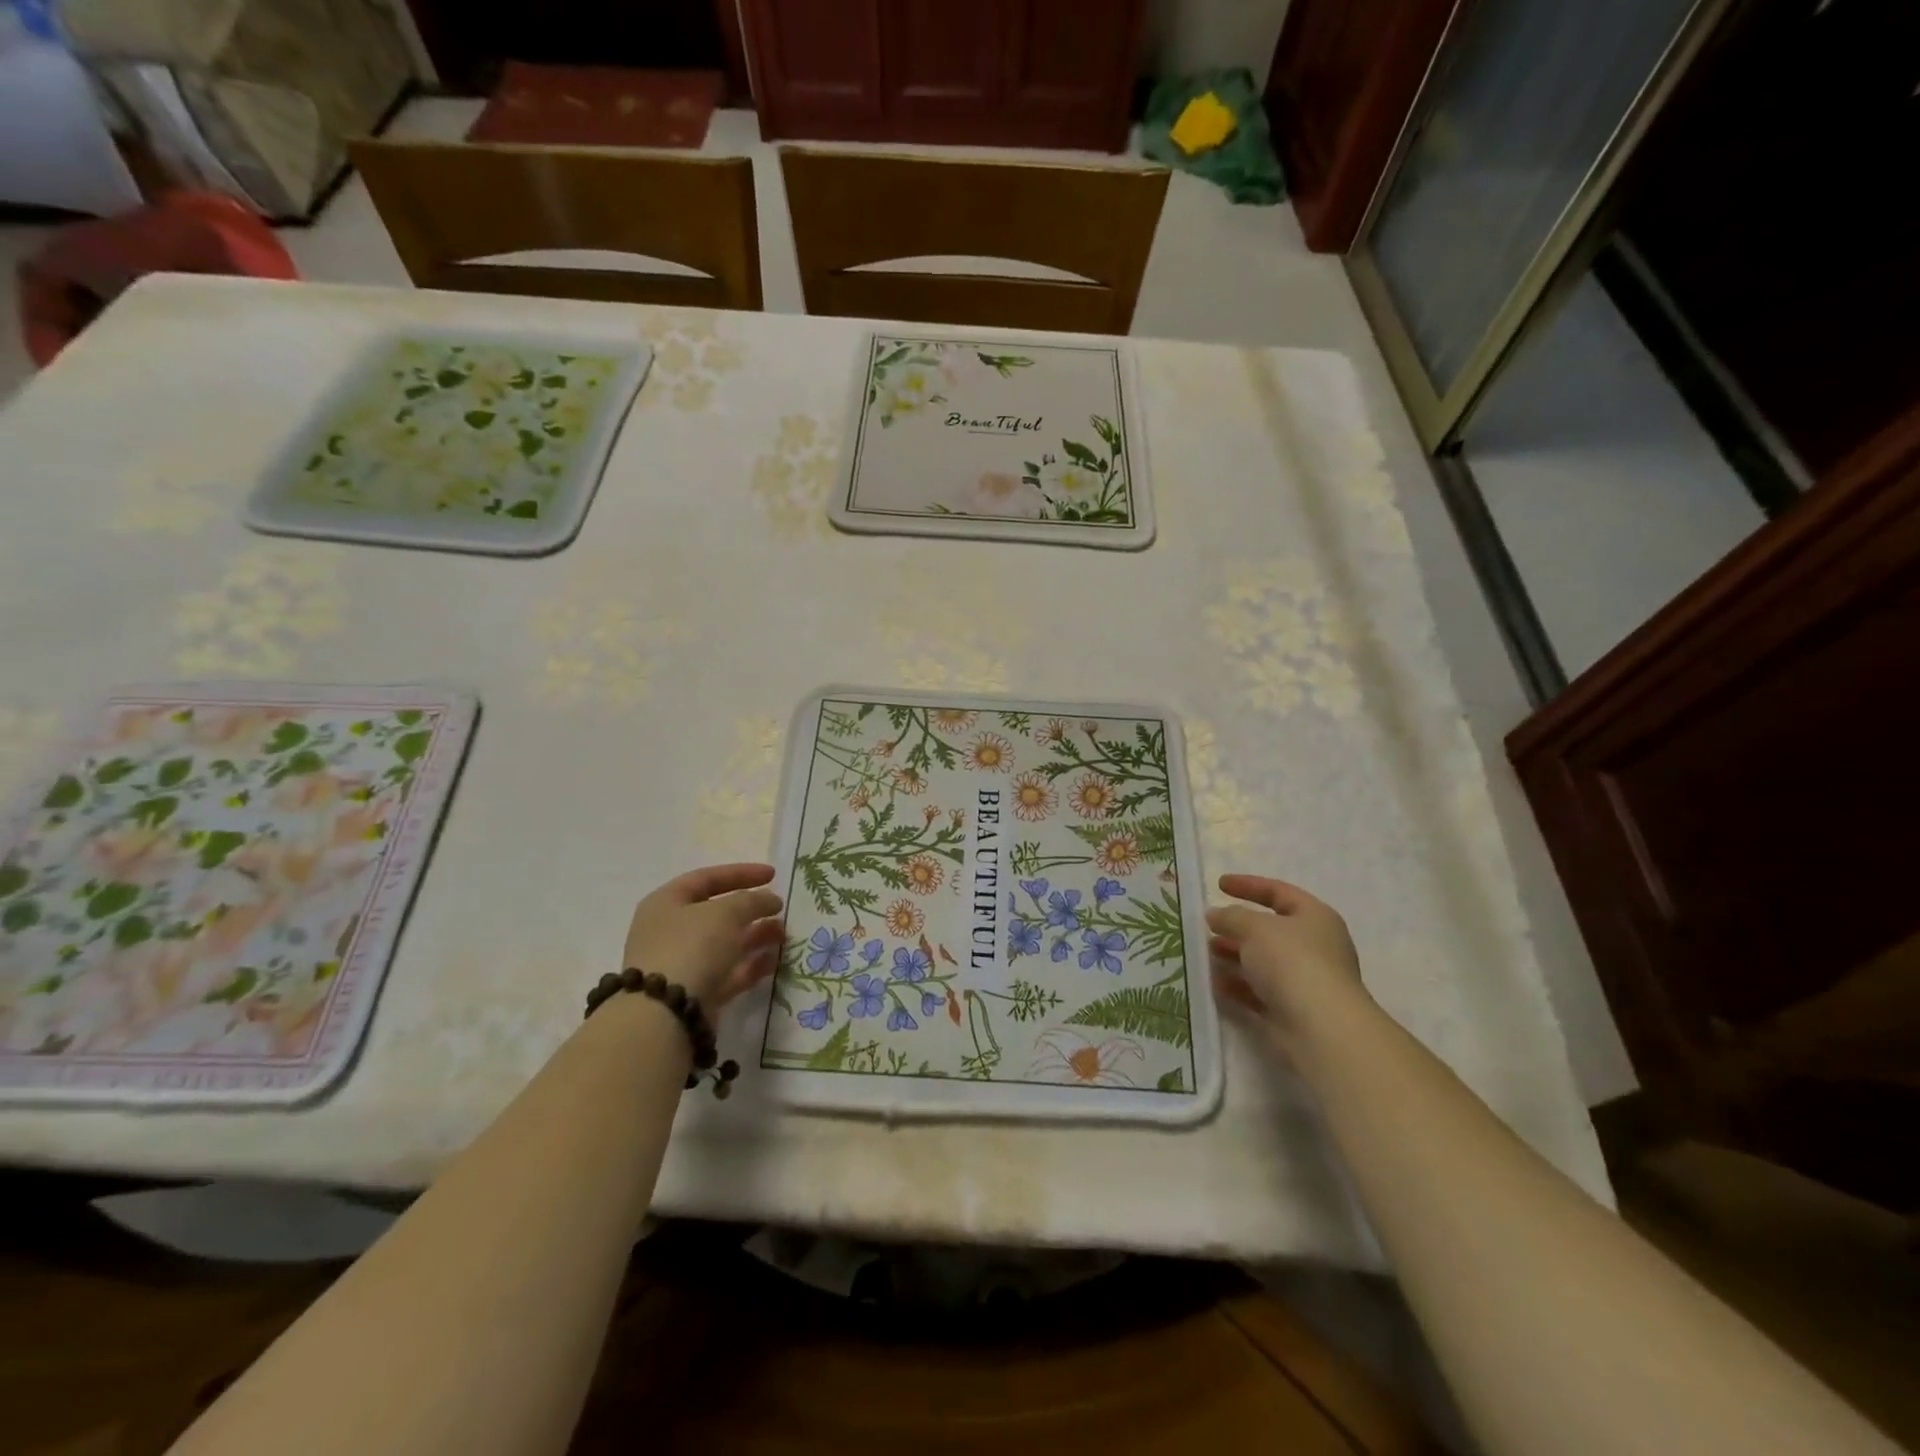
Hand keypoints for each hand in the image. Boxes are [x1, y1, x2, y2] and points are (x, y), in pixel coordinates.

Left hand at [622, 863, 785, 1011]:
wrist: (665, 1014)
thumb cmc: (691, 947)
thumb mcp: (726, 913)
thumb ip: (752, 900)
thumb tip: (769, 900)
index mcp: (667, 903)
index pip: (707, 878)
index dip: (741, 873)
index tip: (773, 875)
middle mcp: (670, 931)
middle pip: (717, 913)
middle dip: (752, 909)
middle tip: (780, 909)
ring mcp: (682, 964)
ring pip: (725, 944)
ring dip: (755, 936)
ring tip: (783, 933)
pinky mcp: (696, 993)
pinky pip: (728, 972)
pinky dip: (751, 965)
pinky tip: (774, 960)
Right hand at [1207, 874, 1366, 1050]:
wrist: (1321, 1028)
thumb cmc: (1292, 961)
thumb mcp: (1255, 927)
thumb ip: (1231, 916)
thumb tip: (1215, 915)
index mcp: (1314, 917)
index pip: (1279, 892)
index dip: (1248, 885)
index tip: (1218, 885)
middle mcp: (1314, 946)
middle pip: (1269, 930)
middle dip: (1236, 927)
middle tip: (1207, 926)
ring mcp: (1304, 980)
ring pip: (1261, 962)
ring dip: (1233, 956)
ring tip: (1205, 954)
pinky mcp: (1291, 1009)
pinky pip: (1258, 991)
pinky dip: (1236, 985)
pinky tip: (1213, 982)